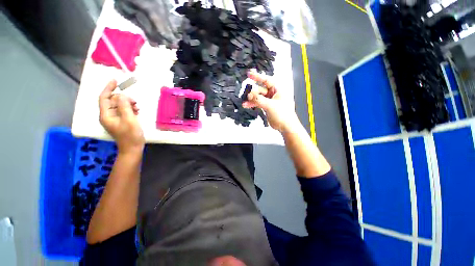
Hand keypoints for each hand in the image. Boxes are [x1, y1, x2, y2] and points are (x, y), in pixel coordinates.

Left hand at [99, 80, 144, 153]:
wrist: (133, 148)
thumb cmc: (131, 135)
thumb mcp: (129, 119)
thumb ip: (125, 106)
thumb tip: (123, 95)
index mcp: (106, 115)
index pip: (104, 98)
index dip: (108, 88)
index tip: (115, 80)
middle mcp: (108, 115)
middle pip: (113, 100)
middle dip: (124, 98)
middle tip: (135, 102)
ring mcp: (114, 118)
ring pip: (119, 105)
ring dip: (128, 104)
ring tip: (137, 108)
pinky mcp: (120, 121)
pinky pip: (123, 110)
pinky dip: (130, 109)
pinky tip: (137, 112)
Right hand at [243, 72, 299, 131]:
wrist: (285, 126)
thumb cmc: (282, 113)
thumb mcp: (270, 105)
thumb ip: (259, 99)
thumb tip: (249, 95)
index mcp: (277, 89)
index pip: (266, 80)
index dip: (257, 77)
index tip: (249, 74)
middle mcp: (273, 93)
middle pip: (260, 89)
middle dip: (253, 92)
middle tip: (246, 95)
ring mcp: (269, 100)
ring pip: (258, 97)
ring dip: (251, 99)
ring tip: (244, 102)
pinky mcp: (266, 106)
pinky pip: (258, 103)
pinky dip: (253, 104)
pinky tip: (246, 105)